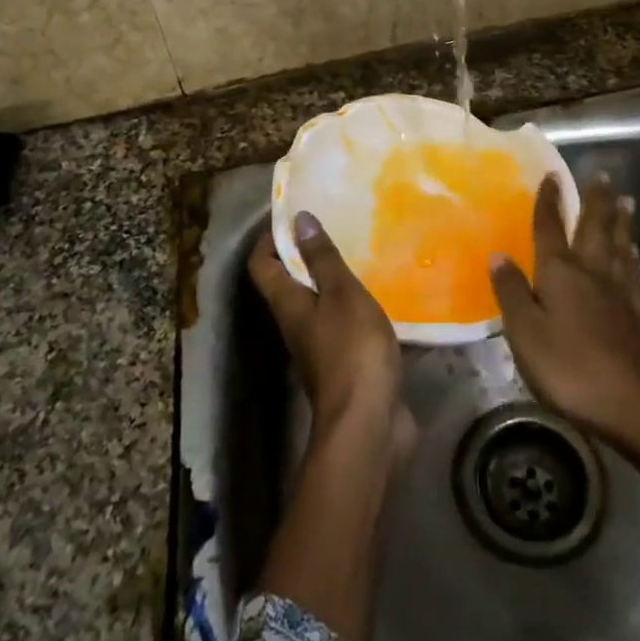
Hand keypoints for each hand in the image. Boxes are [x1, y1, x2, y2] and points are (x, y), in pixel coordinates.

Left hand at [249, 212, 403, 436]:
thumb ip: (322, 258)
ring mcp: (320, 348)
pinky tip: (378, 294)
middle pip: (288, 284)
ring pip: (317, 304)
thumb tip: (299, 219)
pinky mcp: (345, 365)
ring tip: (359, 254)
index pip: (261, 264)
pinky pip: (343, 325)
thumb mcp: (342, 295)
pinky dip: (353, 306)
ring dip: (332, 280)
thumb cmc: (351, 351)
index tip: (295, 215)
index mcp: (288, 305)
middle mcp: (296, 325)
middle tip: (335, 228)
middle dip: (305, 254)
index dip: (271, 237)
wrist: (368, 425)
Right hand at [491, 177, 639, 442]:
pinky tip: (634, 252)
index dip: (548, 201)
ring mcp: (618, 292)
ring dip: (620, 221)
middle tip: (602, 175)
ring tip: (626, 201)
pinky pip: (634, 274)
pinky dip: (633, 257)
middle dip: (596, 201)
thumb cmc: (568, 366)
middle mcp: (591, 272)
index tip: (552, 175)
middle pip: (594, 228)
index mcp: (560, 272)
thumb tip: (498, 254)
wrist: (630, 403)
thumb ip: (512, 291)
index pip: (550, 228)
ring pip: (619, 246)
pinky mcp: (636, 314)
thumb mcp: (525, 331)